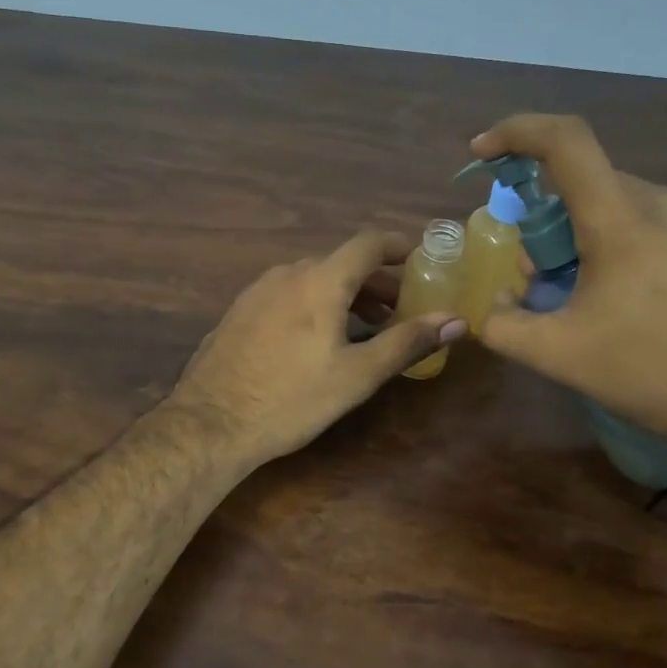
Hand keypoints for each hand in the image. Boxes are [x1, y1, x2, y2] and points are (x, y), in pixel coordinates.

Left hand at [169, 230, 468, 468]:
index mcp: (319, 280)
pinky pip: (287, 295)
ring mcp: (256, 292)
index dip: (398, 246)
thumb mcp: (357, 375)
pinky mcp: (238, 313)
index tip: (421, 259)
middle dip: (375, 282)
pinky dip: (313, 304)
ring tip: (363, 327)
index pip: (368, 244)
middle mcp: (287, 274)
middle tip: (398, 310)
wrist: (209, 423)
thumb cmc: (292, 399)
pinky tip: (316, 340)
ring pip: (312, 279)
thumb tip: (456, 321)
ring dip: (344, 295)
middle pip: (341, 263)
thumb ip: (407, 342)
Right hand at [472, 114, 666, 448]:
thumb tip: (493, 305)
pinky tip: (614, 296)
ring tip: (573, 294)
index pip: (565, 141)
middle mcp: (661, 202)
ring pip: (613, 204)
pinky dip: (611, 243)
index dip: (516, 132)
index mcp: (622, 220)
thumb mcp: (559, 356)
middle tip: (533, 276)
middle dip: (542, 219)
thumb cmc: (651, 371)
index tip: (482, 151)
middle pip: (583, 183)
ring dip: (576, 235)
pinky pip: (644, 222)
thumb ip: (504, 325)